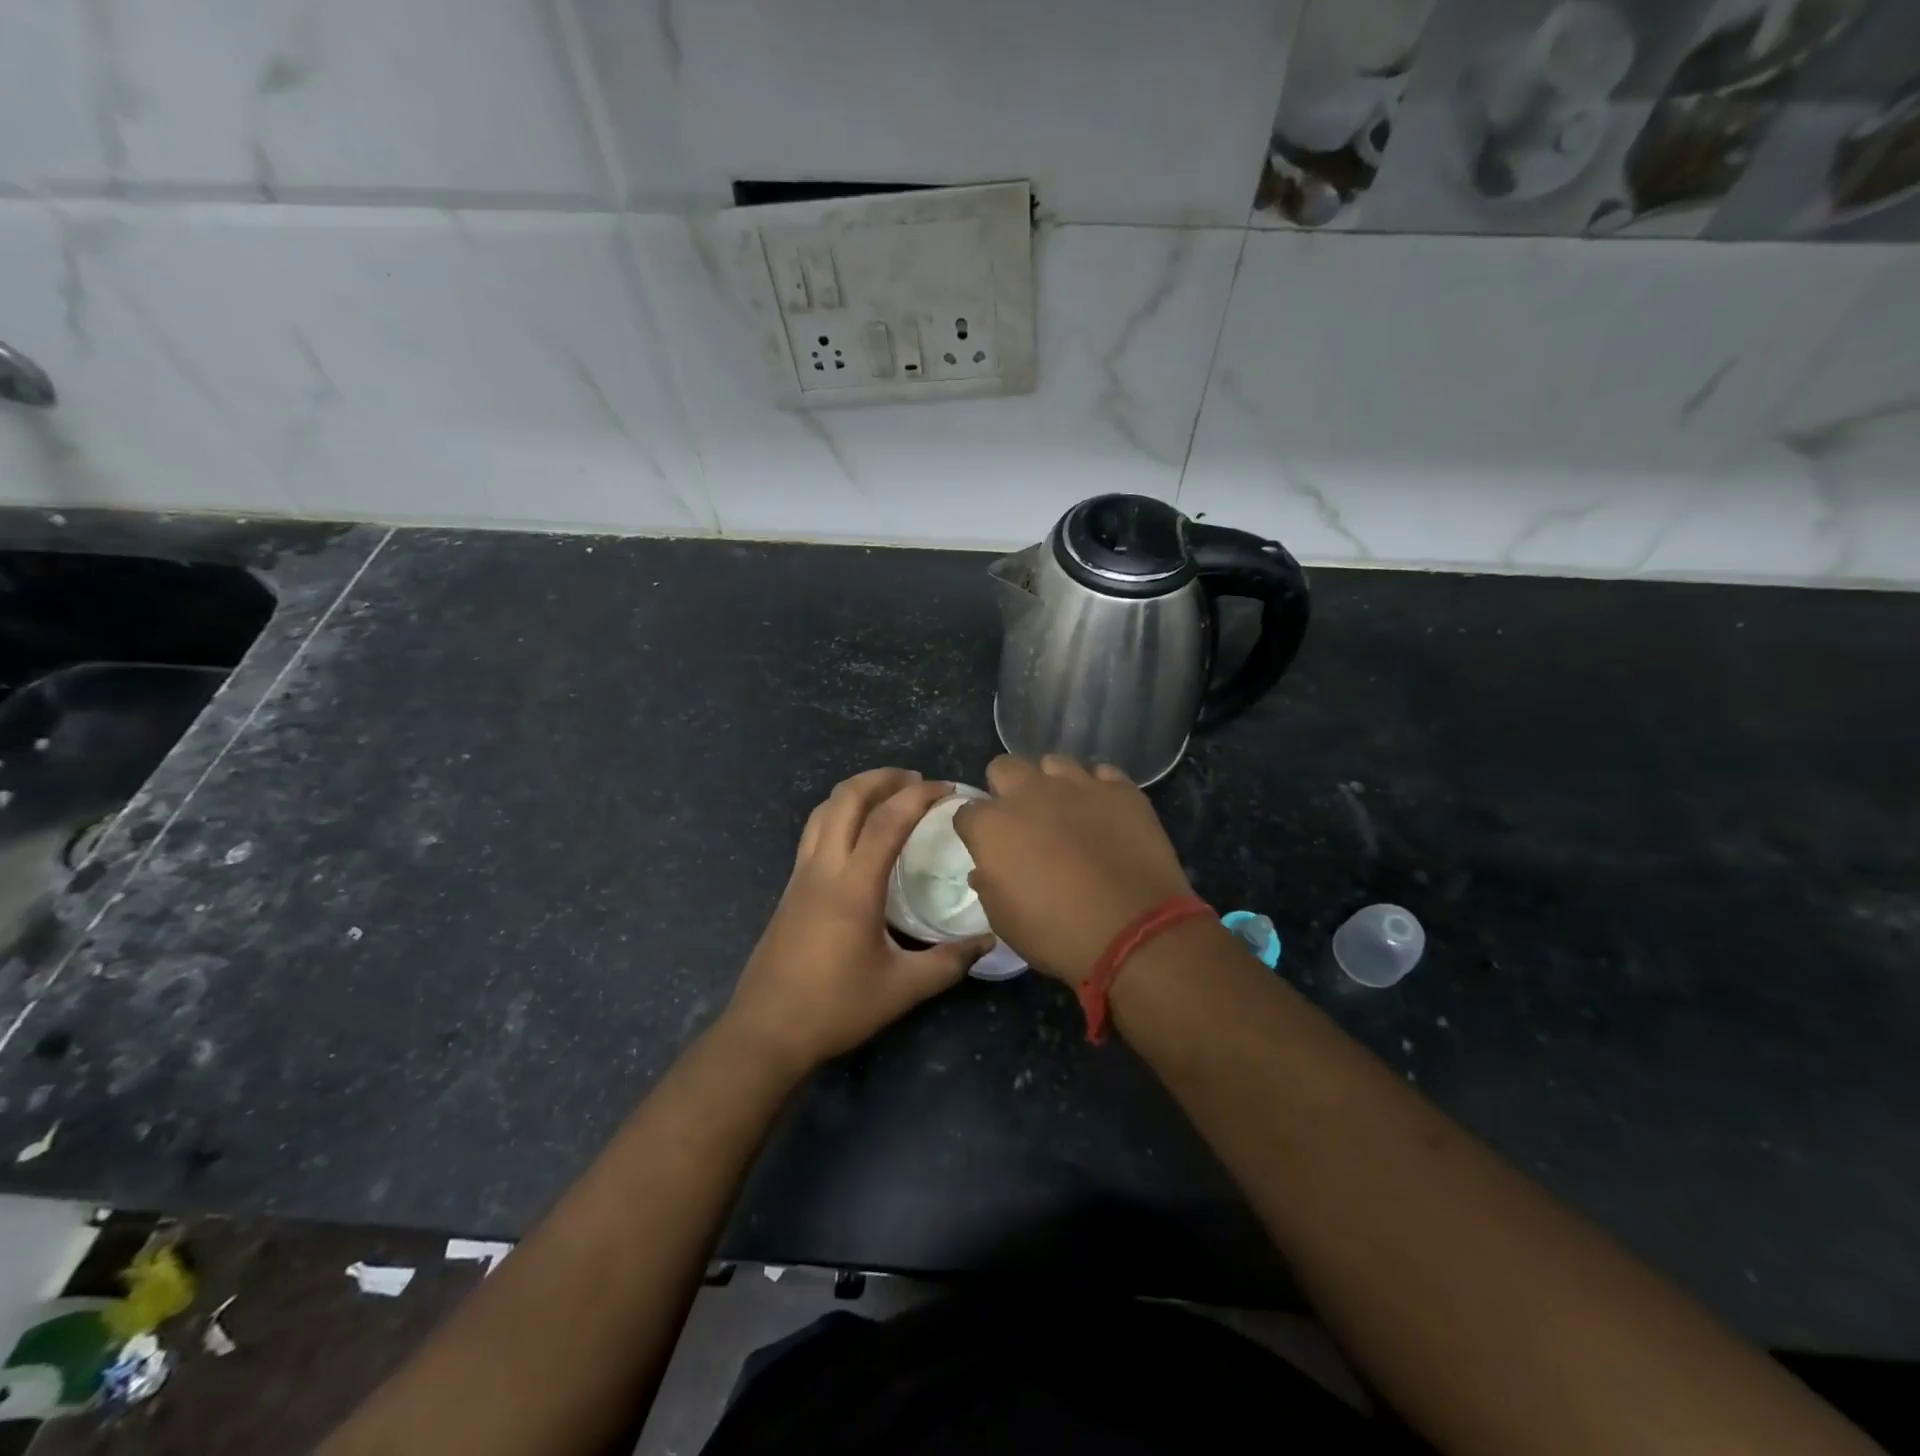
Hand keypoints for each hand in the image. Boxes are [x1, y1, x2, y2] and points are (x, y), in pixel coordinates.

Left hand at [724, 769, 992, 1074]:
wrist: (766, 1031)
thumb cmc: (835, 1007)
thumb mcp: (902, 989)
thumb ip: (949, 962)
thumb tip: (989, 942)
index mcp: (853, 886)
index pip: (888, 820)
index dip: (920, 796)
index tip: (947, 788)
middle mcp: (823, 868)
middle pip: (846, 798)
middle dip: (882, 778)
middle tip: (915, 780)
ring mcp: (801, 875)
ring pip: (823, 810)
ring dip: (856, 791)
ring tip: (887, 794)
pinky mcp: (791, 888)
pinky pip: (814, 831)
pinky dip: (839, 812)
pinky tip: (857, 833)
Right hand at [954, 755, 1195, 985]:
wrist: (1134, 929)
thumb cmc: (1057, 933)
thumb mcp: (1005, 921)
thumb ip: (989, 885)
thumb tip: (985, 869)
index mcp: (992, 825)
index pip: (967, 812)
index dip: (975, 829)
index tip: (987, 847)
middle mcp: (1029, 792)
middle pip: (1004, 768)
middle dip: (1006, 788)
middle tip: (1023, 820)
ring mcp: (1078, 785)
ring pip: (1054, 763)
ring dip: (1052, 783)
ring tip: (1067, 811)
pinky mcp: (1120, 789)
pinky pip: (1102, 774)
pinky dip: (1098, 790)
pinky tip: (1104, 813)